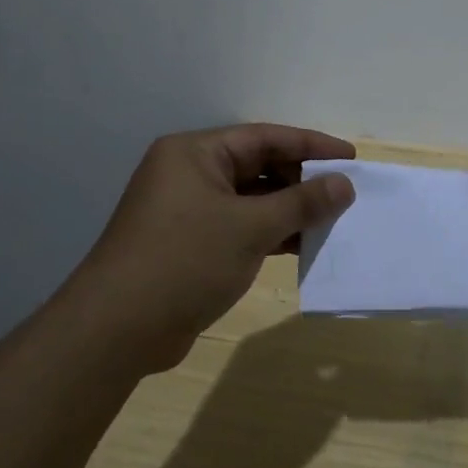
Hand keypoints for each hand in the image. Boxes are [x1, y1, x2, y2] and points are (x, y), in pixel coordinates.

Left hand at [72, 124, 357, 371]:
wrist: (117, 329)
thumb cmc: (184, 261)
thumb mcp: (250, 228)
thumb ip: (301, 203)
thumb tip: (344, 185)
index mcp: (195, 153)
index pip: (264, 138)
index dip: (310, 145)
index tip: (349, 157)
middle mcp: (189, 174)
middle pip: (257, 166)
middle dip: (301, 179)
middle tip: (343, 193)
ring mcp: (188, 210)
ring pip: (251, 199)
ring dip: (289, 209)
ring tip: (332, 219)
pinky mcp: (191, 243)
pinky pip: (240, 226)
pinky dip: (270, 232)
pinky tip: (303, 244)